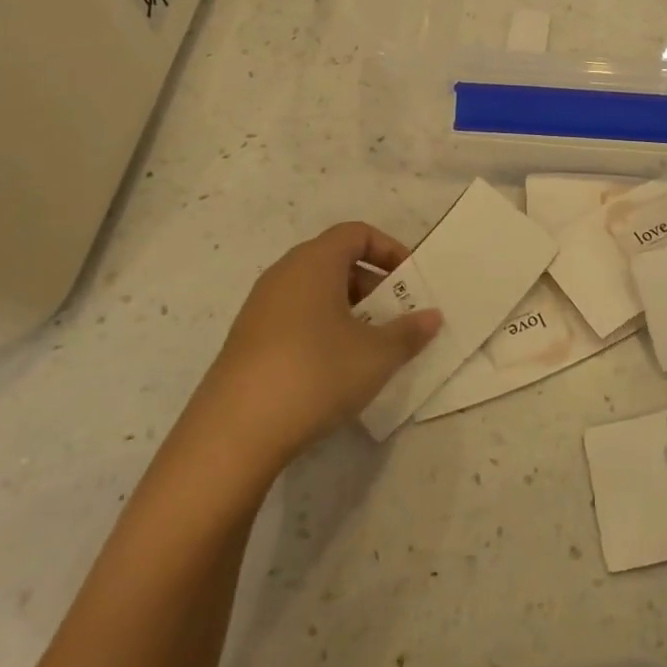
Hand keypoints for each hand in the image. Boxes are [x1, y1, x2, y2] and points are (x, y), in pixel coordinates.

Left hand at [189, 222, 442, 469]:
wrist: (233, 433)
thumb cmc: (315, 373)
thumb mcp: (376, 355)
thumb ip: (409, 332)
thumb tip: (432, 317)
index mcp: (314, 262)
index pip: (356, 233)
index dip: (389, 250)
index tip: (410, 281)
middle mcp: (284, 274)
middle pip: (335, 261)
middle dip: (372, 284)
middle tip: (396, 316)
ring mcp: (260, 308)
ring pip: (315, 292)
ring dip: (348, 310)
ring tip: (370, 346)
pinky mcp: (247, 341)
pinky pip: (295, 318)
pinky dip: (321, 329)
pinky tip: (333, 370)